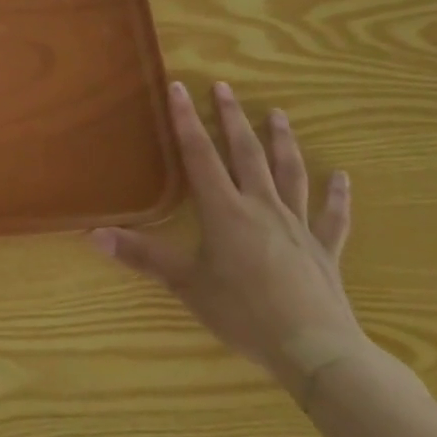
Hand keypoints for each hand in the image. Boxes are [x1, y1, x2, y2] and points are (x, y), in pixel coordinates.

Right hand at [91, 81, 368, 398]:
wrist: (315, 350)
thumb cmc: (243, 314)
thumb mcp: (186, 284)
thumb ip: (142, 256)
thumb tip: (93, 234)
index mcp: (225, 211)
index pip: (200, 156)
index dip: (186, 121)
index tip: (179, 87)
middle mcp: (261, 207)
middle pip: (246, 153)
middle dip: (233, 118)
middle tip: (225, 87)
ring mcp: (298, 226)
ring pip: (290, 174)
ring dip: (282, 142)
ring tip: (278, 114)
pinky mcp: (324, 250)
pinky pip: (333, 217)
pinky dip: (337, 196)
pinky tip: (343, 178)